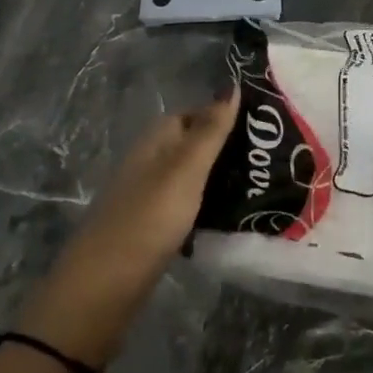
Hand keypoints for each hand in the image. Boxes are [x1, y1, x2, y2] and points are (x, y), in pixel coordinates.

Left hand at [18, 91, 236, 366]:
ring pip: (192, 177)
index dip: (223, 115)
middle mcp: (149, 163)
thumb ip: (210, 131)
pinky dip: (208, 206)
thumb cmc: (148, 219)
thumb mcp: (185, 170)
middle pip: (193, 146)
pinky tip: (231, 217)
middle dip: (227, 149)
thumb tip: (232, 85)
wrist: (104, 287)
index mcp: (154, 142)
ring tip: (260, 185)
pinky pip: (187, 205)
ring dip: (220, 179)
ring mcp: (148, 197)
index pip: (192, 114)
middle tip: (268, 159)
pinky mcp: (152, 228)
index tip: (261, 126)